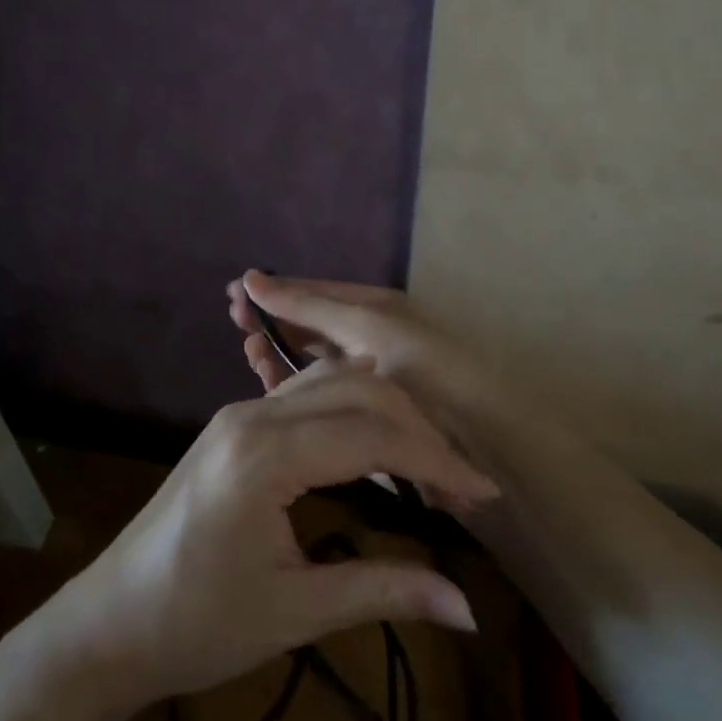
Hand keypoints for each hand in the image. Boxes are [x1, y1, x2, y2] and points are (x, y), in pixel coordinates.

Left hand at [33, 363, 497, 716]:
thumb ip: (383, 592)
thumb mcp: (294, 613)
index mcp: (263, 453)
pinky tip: (375, 444)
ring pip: (330, 382)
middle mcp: (251, 414)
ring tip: (428, 462)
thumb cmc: (195, 624)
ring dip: (385, 412)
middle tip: (461, 483)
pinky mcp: (233, 425)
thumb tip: (468, 610)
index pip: (371, 434)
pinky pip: (305, 396)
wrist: (109, 623)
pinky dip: (352, 411)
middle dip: (416, 428)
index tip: (485, 494)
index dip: (435, 460)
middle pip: (355, 390)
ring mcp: (238, 413)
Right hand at [226, 270, 513, 458]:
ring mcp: (362, 378)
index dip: (277, 290)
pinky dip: (293, 385)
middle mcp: (365, 338)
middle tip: (233, 318)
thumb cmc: (430, 371)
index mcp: (373, 310)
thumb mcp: (367, 327)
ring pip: (308, 358)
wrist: (487, 443)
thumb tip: (252, 277)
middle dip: (273, 318)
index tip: (235, 292)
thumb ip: (309, 306)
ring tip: (248, 347)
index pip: (315, 292)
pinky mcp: (361, 415)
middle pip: (308, 323)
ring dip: (278, 351)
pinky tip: (270, 380)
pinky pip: (317, 392)